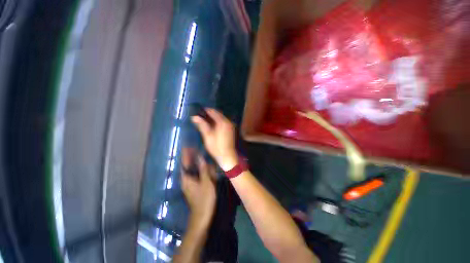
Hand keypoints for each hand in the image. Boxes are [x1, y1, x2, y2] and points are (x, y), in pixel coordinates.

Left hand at [181, 148, 216, 226]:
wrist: (202, 217)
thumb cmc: (204, 199)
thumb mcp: (206, 182)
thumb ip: (204, 169)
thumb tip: (201, 157)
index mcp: (187, 178)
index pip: (185, 163)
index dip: (186, 154)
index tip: (187, 146)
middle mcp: (186, 180)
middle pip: (188, 166)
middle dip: (191, 158)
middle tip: (197, 150)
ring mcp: (189, 184)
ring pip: (192, 171)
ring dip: (196, 164)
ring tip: (202, 157)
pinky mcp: (194, 188)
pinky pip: (196, 175)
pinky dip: (199, 170)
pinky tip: (206, 169)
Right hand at [191, 108, 237, 170]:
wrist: (227, 156)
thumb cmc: (216, 147)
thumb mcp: (208, 136)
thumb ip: (202, 125)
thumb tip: (194, 117)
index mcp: (222, 122)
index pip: (213, 112)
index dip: (205, 110)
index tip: (197, 111)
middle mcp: (228, 121)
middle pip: (217, 114)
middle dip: (209, 114)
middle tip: (200, 116)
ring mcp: (230, 125)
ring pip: (220, 117)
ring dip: (213, 117)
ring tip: (204, 120)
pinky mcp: (231, 129)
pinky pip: (223, 121)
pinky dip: (217, 121)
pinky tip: (211, 125)